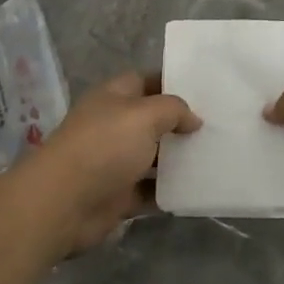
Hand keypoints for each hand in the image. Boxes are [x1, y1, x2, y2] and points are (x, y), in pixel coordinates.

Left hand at [16, 72, 201, 252]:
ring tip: (217, 157)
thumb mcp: (144, 115)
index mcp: (114, 97)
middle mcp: (114, 126)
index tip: (207, 91)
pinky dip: (170, 192)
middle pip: (153, 120)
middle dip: (181, 124)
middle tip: (220, 126)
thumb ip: (173, 109)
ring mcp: (115, 162)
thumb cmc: (104, 146)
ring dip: (179, 160)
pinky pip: (151, 191)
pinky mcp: (118, 195)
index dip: (174, 83)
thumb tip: (193, 119)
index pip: (147, 81)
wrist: (63, 203)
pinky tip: (198, 190)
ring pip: (154, 157)